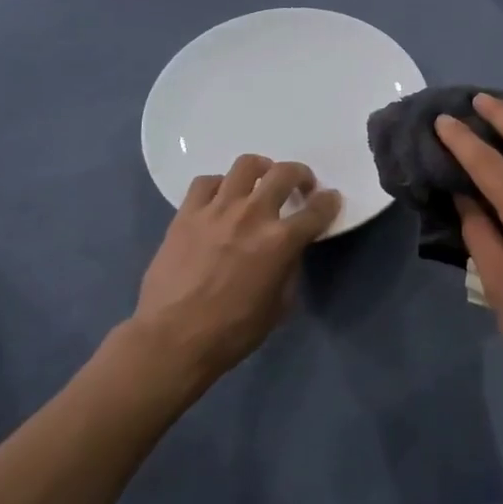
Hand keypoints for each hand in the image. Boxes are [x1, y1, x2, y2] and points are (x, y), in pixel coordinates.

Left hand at [131, 155, 339, 385]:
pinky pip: (206, 182)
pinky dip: (220, 185)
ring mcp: (216, 209)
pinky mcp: (186, 213)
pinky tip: (220, 199)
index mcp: (280, 241)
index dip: (329, 202)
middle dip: (300, 175)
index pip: (317, 210)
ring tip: (260, 181)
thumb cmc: (232, 331)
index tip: (330, 200)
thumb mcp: (279, 306)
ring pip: (245, 165)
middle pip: (284, 173)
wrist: (172, 338)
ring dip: (261, 169)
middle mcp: (252, 215)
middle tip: (300, 186)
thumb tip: (288, 250)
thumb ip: (289, 268)